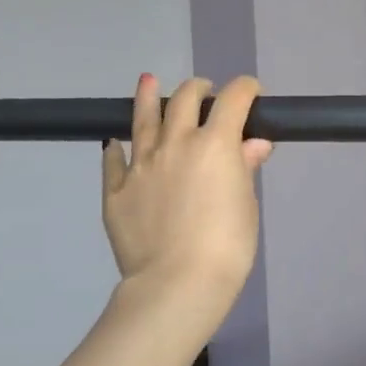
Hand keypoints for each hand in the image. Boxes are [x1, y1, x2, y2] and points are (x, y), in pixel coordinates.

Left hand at [101, 74, 271, 316]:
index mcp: (215, 142)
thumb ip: (245, 167)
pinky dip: (117, 148)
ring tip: (147, 81)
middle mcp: (176, 142)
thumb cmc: (227, 245)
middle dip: (199, 89)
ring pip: (143, 118)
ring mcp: (141, 164)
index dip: (246, 89)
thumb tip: (253, 144)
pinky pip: (113, 160)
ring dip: (148, 97)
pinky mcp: (115, 190)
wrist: (176, 284)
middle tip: (205, 93)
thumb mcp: (247, 204)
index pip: (233, 98)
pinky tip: (116, 143)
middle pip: (185, 98)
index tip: (252, 93)